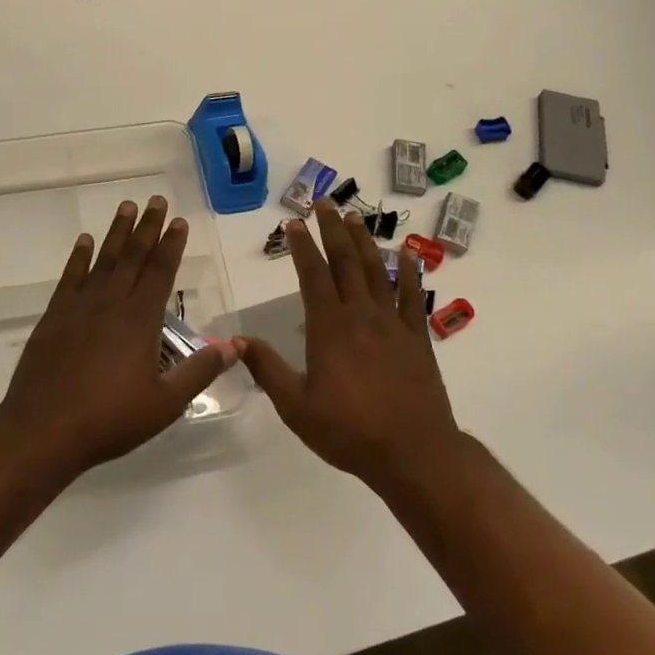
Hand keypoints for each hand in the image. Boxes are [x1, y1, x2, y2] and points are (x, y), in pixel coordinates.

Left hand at [0, 196, 236, 474]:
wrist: (43, 430)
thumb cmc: (110, 419)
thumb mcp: (165, 403)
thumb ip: (200, 371)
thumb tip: (235, 345)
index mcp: (140, 320)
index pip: (161, 272)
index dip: (172, 245)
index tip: (179, 221)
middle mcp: (111, 303)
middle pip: (134, 257)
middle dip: (148, 227)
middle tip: (157, 199)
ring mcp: (79, 307)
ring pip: (104, 260)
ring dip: (117, 233)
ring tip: (127, 207)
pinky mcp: (54, 317)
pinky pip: (70, 277)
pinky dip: (78, 257)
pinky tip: (84, 241)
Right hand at [238, 199, 462, 484]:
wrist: (413, 452)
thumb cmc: (349, 431)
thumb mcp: (296, 407)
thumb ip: (267, 369)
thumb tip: (237, 340)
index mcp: (329, 328)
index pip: (312, 275)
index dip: (302, 246)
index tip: (294, 223)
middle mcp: (361, 315)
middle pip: (345, 262)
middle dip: (333, 229)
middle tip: (324, 202)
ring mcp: (393, 324)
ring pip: (377, 272)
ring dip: (365, 242)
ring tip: (356, 216)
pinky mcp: (418, 338)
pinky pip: (413, 298)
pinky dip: (408, 274)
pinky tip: (405, 256)